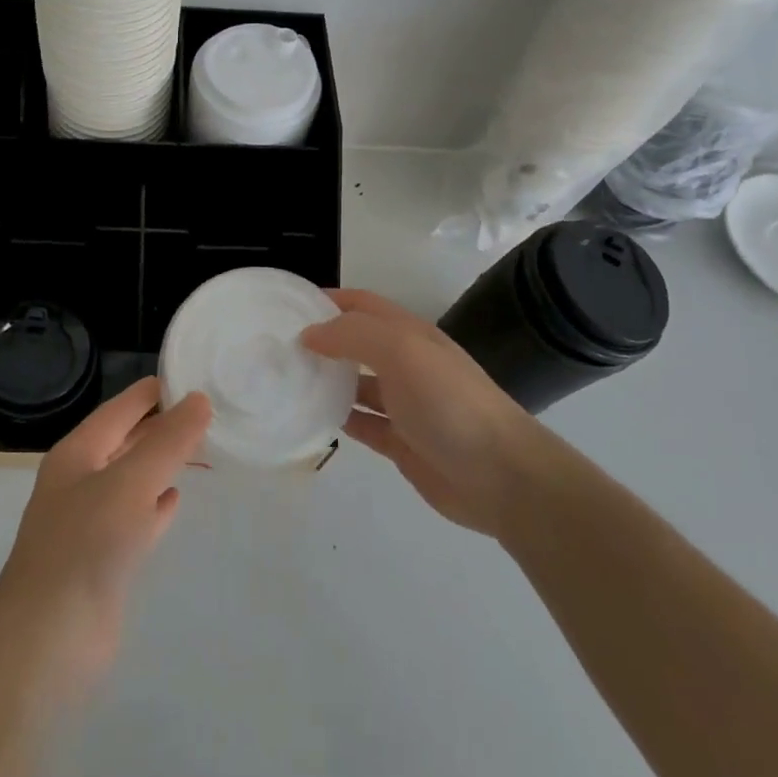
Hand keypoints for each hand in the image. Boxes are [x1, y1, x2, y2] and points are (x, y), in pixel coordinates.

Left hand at [0, 379, 209, 693]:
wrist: (48, 640)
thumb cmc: (85, 546)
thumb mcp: (130, 483)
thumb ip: (167, 442)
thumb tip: (198, 399)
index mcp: (77, 453)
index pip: (120, 408)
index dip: (153, 391)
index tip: (192, 376)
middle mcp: (80, 480)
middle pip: (126, 441)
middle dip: (162, 426)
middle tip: (209, 410)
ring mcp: (90, 521)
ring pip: (133, 478)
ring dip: (163, 463)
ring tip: (202, 448)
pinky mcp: (104, 558)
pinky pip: (136, 517)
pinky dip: (157, 504)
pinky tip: (177, 499)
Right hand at [302, 289, 545, 541]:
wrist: (502, 476)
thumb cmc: (450, 403)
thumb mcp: (402, 352)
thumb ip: (353, 335)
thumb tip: (309, 334)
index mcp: (409, 334)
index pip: (361, 304)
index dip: (327, 300)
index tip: (286, 308)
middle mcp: (406, 363)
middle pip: (355, 343)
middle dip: (320, 340)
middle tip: (275, 348)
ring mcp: (404, 404)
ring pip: (355, 384)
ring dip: (325, 380)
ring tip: (283, 381)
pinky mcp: (401, 442)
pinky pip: (361, 424)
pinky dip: (337, 418)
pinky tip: (309, 419)